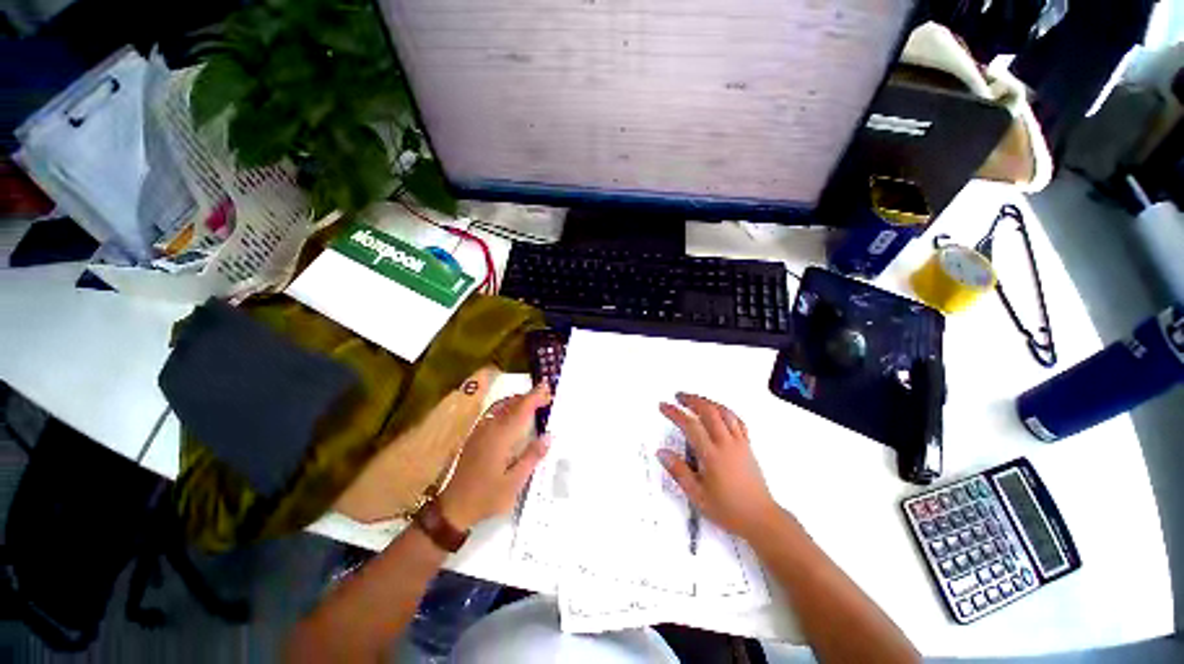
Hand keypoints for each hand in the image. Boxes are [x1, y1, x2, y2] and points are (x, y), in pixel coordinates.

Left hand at [437, 383, 551, 530]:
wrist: (453, 508)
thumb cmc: (487, 496)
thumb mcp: (515, 482)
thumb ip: (532, 456)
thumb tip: (549, 436)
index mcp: (502, 436)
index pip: (521, 408)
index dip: (535, 396)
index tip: (549, 389)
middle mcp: (490, 428)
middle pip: (511, 403)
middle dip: (529, 397)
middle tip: (547, 397)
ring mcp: (480, 431)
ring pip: (501, 406)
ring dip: (518, 401)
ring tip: (534, 403)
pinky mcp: (475, 437)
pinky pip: (494, 413)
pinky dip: (508, 408)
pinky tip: (514, 417)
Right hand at [658, 392, 780, 540]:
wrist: (761, 518)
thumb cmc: (729, 510)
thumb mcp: (697, 495)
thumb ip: (679, 471)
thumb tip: (662, 453)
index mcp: (712, 455)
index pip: (690, 425)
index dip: (675, 412)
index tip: (664, 406)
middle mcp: (726, 444)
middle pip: (708, 411)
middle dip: (691, 399)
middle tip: (679, 396)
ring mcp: (739, 443)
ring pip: (724, 412)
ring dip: (708, 402)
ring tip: (697, 399)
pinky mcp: (748, 446)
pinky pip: (738, 421)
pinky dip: (726, 411)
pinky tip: (721, 411)